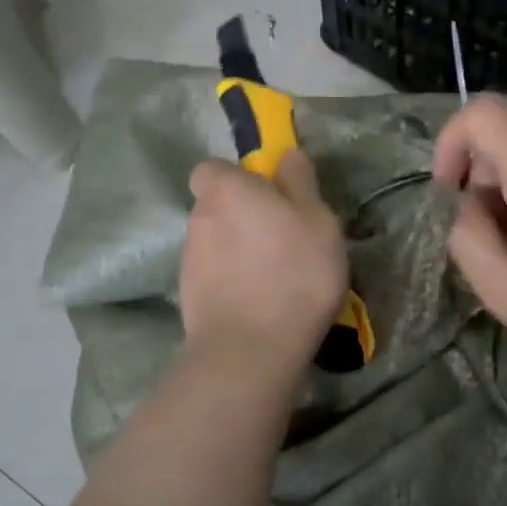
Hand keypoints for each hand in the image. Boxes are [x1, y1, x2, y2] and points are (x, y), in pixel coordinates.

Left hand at [181, 150, 348, 373]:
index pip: (213, 168)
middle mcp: (199, 218)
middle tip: (283, 238)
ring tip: (275, 277)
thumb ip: (299, 182)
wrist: (250, 350)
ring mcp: (189, 260)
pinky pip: (214, 276)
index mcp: (226, 190)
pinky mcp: (189, 297)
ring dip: (238, 251)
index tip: (269, 196)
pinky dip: (232, 282)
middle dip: (243, 216)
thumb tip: (287, 155)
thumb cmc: (294, 272)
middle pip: (217, 206)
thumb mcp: (317, 220)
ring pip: (216, 243)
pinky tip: (260, 303)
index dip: (238, 178)